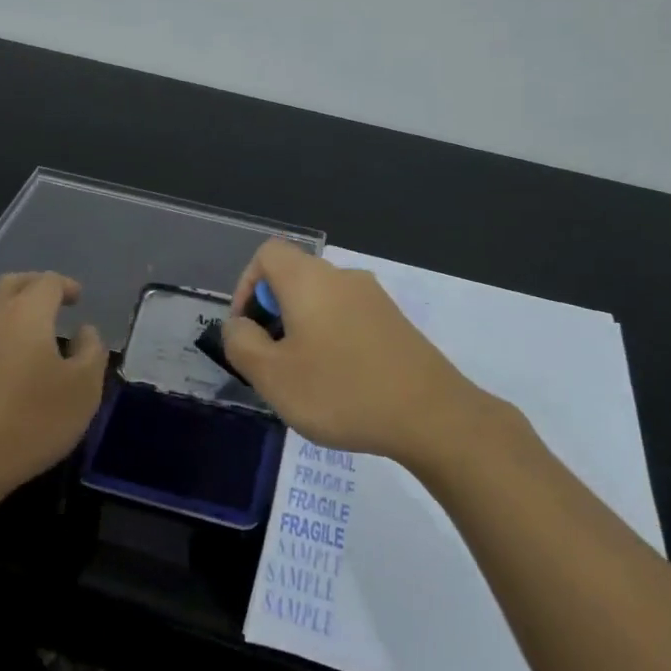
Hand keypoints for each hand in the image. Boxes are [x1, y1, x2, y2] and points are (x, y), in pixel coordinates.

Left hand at [0, 272, 106, 517]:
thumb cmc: (28, 424)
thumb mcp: (83, 392)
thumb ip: (91, 352)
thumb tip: (84, 331)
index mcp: (25, 313)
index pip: (47, 282)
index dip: (66, 286)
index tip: (78, 298)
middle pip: (11, 283)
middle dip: (34, 286)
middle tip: (51, 301)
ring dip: (2, 300)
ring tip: (17, 318)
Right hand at [222, 241, 484, 465]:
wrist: (432, 415)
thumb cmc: (342, 391)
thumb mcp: (273, 376)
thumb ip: (241, 344)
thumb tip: (238, 325)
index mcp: (309, 280)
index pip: (267, 254)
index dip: (245, 286)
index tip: (247, 330)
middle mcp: (343, 277)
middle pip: (293, 278)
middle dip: (273, 315)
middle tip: (271, 362)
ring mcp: (374, 298)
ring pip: (321, 301)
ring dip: (302, 330)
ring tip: (304, 379)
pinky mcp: (395, 322)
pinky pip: (348, 318)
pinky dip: (332, 339)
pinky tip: (340, 383)